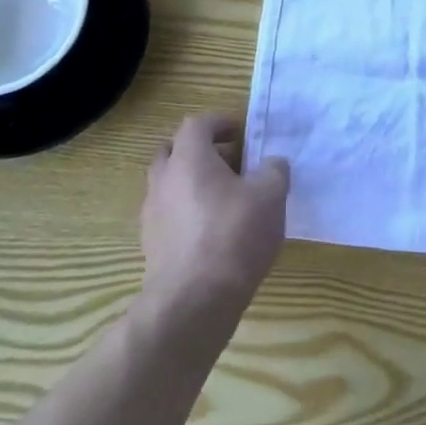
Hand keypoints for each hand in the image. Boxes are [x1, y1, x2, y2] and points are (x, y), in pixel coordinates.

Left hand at [141, 114, 289, 320]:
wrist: (194, 301)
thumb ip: (274, 170)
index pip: (197, 124)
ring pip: (168, 185)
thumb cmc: (234, 235)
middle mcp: (163, 179)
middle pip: (173, 151)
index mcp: (188, 158)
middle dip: (199, 151)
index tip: (240, 133)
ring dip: (191, 184)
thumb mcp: (270, 195)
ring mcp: (152, 214)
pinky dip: (186, 213)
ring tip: (224, 199)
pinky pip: (168, 215)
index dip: (219, 123)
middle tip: (229, 163)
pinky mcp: (151, 246)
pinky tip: (212, 232)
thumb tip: (272, 164)